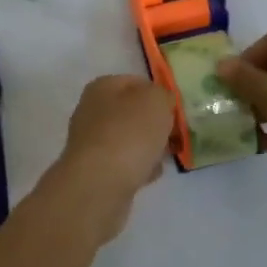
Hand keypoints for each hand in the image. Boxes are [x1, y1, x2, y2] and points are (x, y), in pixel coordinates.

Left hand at [52, 75, 172, 239]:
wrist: (100, 184)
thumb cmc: (129, 133)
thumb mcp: (156, 101)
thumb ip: (162, 95)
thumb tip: (160, 102)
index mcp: (102, 87)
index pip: (135, 82)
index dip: (158, 93)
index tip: (175, 110)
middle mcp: (91, 111)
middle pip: (131, 112)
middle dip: (154, 123)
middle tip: (173, 134)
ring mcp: (91, 142)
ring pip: (128, 139)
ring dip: (148, 147)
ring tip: (165, 156)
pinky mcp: (95, 171)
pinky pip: (124, 164)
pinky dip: (138, 168)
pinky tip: (150, 175)